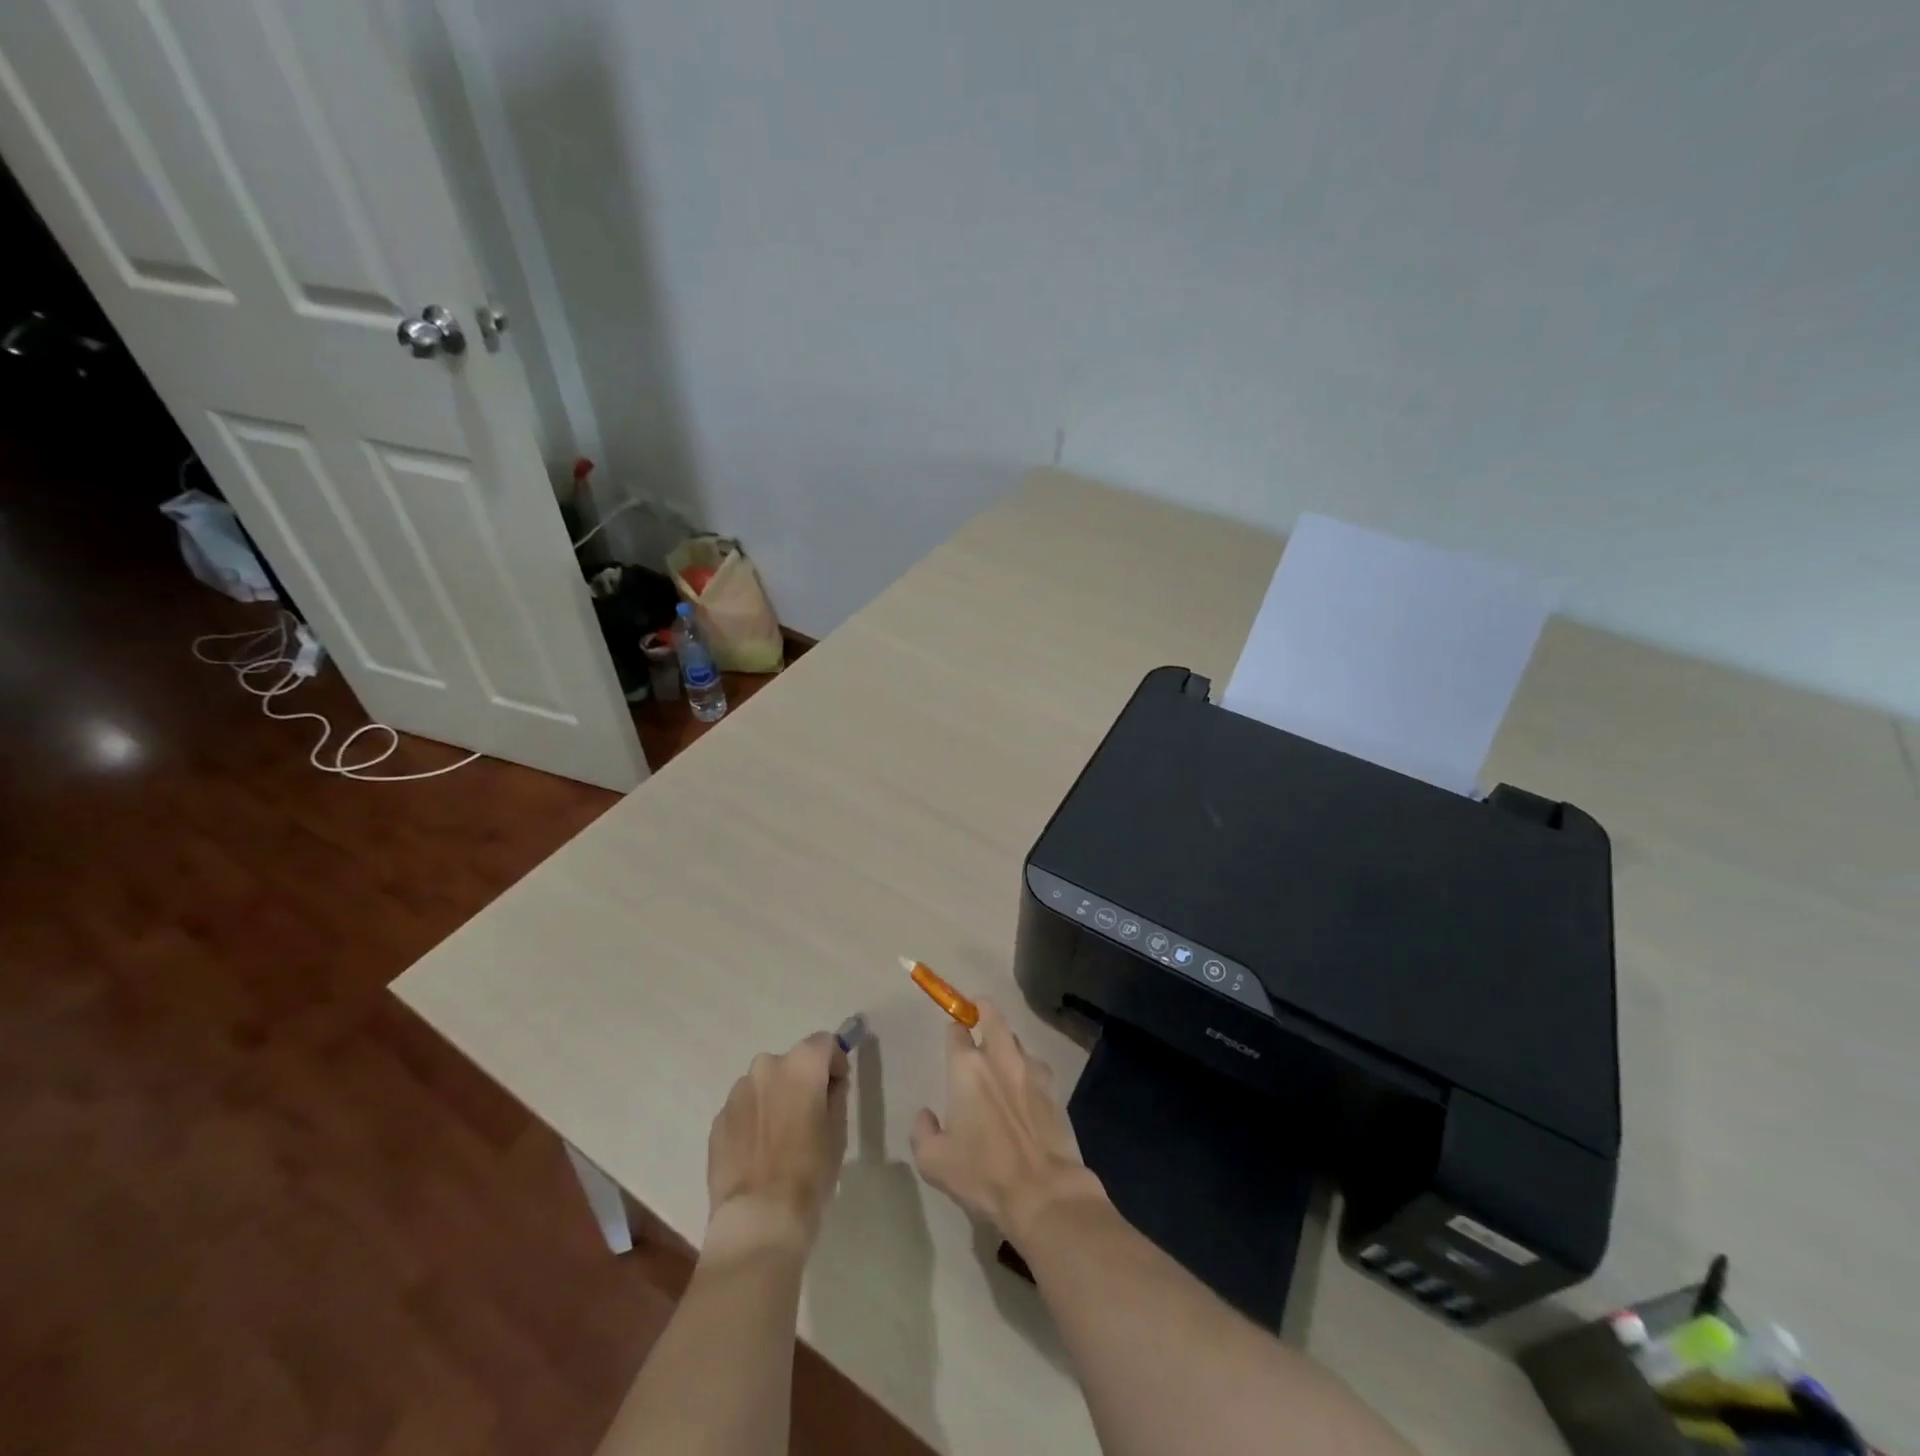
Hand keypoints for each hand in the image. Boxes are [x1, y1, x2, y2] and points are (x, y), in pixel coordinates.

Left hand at [705, 1032, 848, 1258]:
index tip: (837, 1090)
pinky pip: (743, 1109)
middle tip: (809, 1115)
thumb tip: (828, 1084)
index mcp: (801, 1064)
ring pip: (764, 1085)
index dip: (834, 1064)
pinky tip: (758, 1153)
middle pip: (791, 1063)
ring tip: (780, 1138)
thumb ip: (834, 1095)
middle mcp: (766, 1067)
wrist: (759, 1217)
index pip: (824, 1043)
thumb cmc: (809, 1171)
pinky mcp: (717, 1120)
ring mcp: (737, 1093)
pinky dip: (753, 1120)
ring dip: (774, 1099)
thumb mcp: (838, 1130)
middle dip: (801, 1081)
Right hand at [910, 999, 1105, 1242]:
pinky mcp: (1054, 1089)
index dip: (954, 1030)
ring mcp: (1031, 1071)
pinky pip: (1036, 1066)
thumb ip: (922, 1131)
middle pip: (992, 1015)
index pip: (957, 1031)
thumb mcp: (933, 1161)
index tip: (953, 1038)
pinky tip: (1024, 1089)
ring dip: (1007, 1042)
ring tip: (1001, 1058)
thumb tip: (926, 1115)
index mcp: (967, 1069)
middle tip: (977, 1013)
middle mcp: (1000, 1059)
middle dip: (982, 1008)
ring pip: (1017, 1040)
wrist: (1043, 1192)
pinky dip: (1027, 1069)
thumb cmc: (982, 1174)